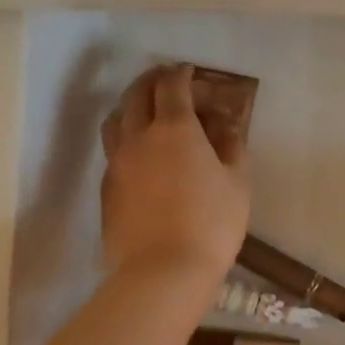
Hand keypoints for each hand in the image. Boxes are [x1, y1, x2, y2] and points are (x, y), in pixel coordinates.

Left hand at [100, 64, 248, 282]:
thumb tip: (227, 124)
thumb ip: (231, 146)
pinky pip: (113, 150)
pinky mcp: (107, 188)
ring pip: (116, 119)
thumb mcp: (237, 182)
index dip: (181, 74)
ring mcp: (117, 162)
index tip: (189, 72)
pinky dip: (126, 138)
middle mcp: (139, 137)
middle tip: (167, 82)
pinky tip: (140, 154)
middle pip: (136, 94)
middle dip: (152, 81)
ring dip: (131, 106)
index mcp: (175, 129)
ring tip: (146, 112)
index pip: (172, 86)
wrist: (163, 272)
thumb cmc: (211, 224)